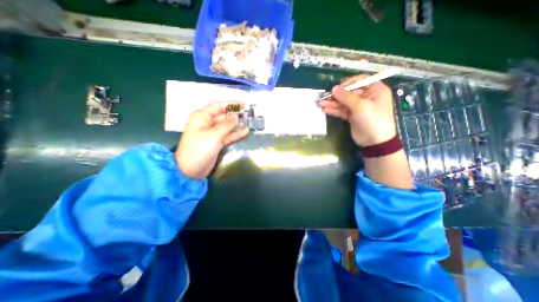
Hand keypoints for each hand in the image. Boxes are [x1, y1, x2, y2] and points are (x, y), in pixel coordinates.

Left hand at [176, 103, 249, 179]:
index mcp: (202, 117)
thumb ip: (226, 125)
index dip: (230, 104)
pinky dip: (236, 134)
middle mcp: (207, 123)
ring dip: (237, 124)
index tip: (242, 104)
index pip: (218, 106)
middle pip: (223, 115)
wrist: (190, 169)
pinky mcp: (217, 142)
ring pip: (227, 126)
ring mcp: (213, 133)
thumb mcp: (213, 135)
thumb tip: (236, 117)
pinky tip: (246, 131)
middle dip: (235, 114)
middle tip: (248, 113)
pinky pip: (228, 135)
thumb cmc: (199, 149)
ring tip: (249, 121)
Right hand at [316, 75, 396, 146]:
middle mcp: (367, 97)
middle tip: (324, 98)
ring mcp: (359, 107)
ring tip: (320, 104)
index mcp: (375, 90)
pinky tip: (325, 110)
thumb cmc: (372, 119)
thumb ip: (346, 97)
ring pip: (344, 103)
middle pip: (349, 93)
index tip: (337, 88)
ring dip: (332, 103)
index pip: (360, 80)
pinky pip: (342, 111)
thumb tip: (334, 88)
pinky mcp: (352, 116)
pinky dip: (334, 110)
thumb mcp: (360, 106)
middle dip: (336, 96)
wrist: (375, 141)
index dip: (348, 83)